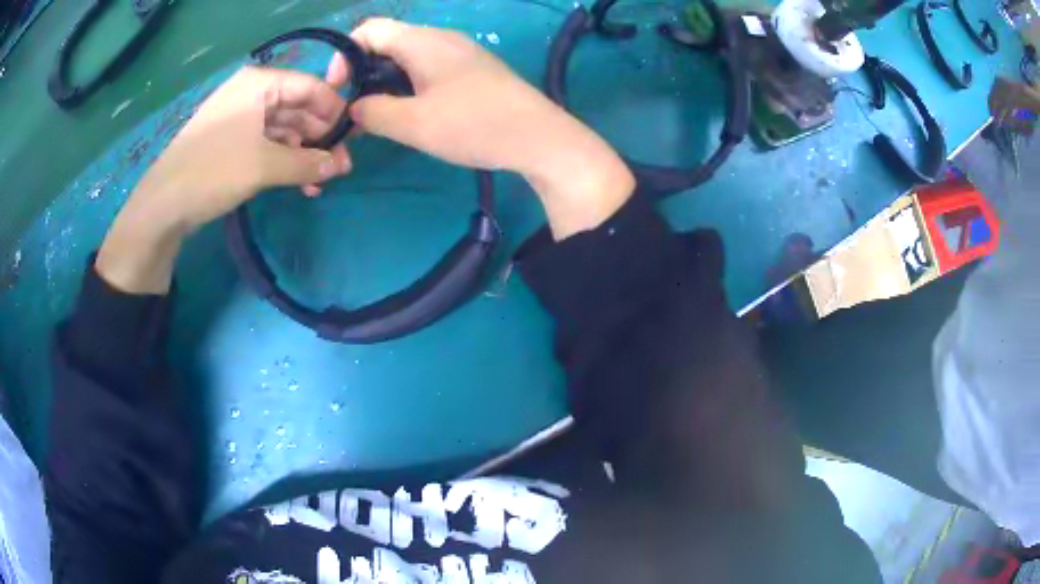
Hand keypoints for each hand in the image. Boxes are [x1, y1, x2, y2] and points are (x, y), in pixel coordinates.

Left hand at [97, 66, 351, 293]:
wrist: (162, 204)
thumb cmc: (213, 172)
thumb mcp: (265, 166)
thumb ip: (308, 163)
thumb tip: (341, 165)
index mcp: (260, 83)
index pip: (311, 87)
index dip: (334, 111)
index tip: (352, 139)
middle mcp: (252, 92)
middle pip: (298, 107)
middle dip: (319, 137)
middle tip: (339, 167)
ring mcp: (240, 116)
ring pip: (283, 129)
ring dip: (303, 154)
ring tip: (319, 182)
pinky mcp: (231, 139)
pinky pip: (266, 143)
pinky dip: (284, 161)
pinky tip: (298, 183)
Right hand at [335, 18, 634, 238]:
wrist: (539, 137)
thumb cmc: (474, 125)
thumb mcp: (413, 124)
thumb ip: (374, 113)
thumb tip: (355, 108)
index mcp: (423, 42)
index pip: (369, 30)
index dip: (344, 56)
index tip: (337, 90)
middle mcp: (441, 39)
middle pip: (387, 43)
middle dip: (362, 73)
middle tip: (356, 110)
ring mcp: (460, 53)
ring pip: (407, 58)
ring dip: (386, 83)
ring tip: (379, 117)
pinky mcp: (472, 71)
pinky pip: (428, 69)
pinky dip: (409, 86)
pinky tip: (411, 114)